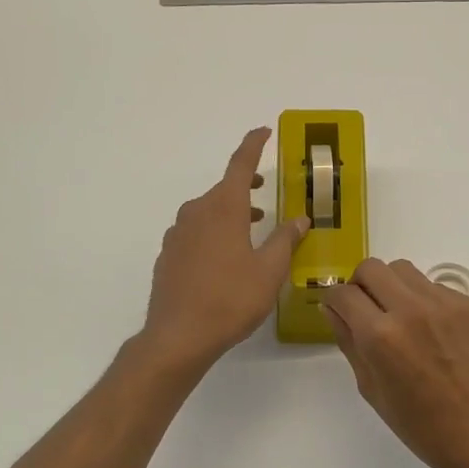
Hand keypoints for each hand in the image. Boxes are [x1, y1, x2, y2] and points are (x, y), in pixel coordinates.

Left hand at [142, 128, 308, 372]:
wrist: (179, 336)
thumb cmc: (231, 299)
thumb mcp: (270, 270)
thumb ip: (286, 239)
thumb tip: (300, 218)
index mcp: (224, 208)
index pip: (240, 164)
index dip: (253, 145)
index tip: (262, 130)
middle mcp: (197, 212)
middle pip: (223, 189)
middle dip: (245, 186)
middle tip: (264, 190)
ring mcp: (178, 234)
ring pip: (207, 211)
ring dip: (230, 211)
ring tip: (251, 227)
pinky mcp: (168, 255)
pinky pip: (194, 231)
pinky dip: (213, 231)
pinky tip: (224, 257)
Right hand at [322, 258, 468, 467]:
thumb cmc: (420, 424)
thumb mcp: (370, 388)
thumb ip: (348, 342)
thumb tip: (332, 309)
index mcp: (380, 336)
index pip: (343, 293)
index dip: (335, 301)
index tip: (340, 310)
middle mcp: (411, 309)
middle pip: (372, 268)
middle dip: (361, 285)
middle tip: (368, 309)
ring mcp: (445, 303)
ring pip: (403, 270)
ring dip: (392, 286)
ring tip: (401, 317)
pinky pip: (434, 287)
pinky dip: (424, 300)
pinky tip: (433, 331)